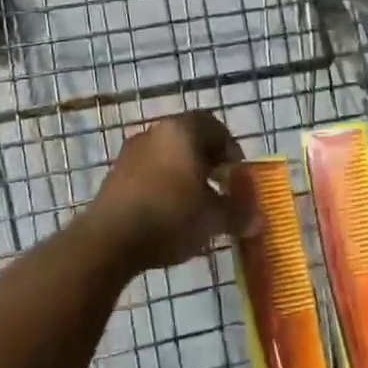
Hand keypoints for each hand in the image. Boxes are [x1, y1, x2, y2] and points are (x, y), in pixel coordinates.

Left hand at [88, 112, 260, 270]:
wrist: (109, 240)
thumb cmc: (171, 216)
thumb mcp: (212, 218)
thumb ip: (238, 214)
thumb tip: (258, 220)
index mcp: (183, 131)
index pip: (215, 127)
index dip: (231, 150)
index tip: (237, 175)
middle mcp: (156, 132)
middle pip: (190, 139)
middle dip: (208, 161)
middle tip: (220, 185)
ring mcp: (131, 152)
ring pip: (168, 154)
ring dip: (184, 173)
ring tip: (195, 202)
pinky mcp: (114, 175)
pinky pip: (149, 171)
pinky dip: (163, 184)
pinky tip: (169, 211)